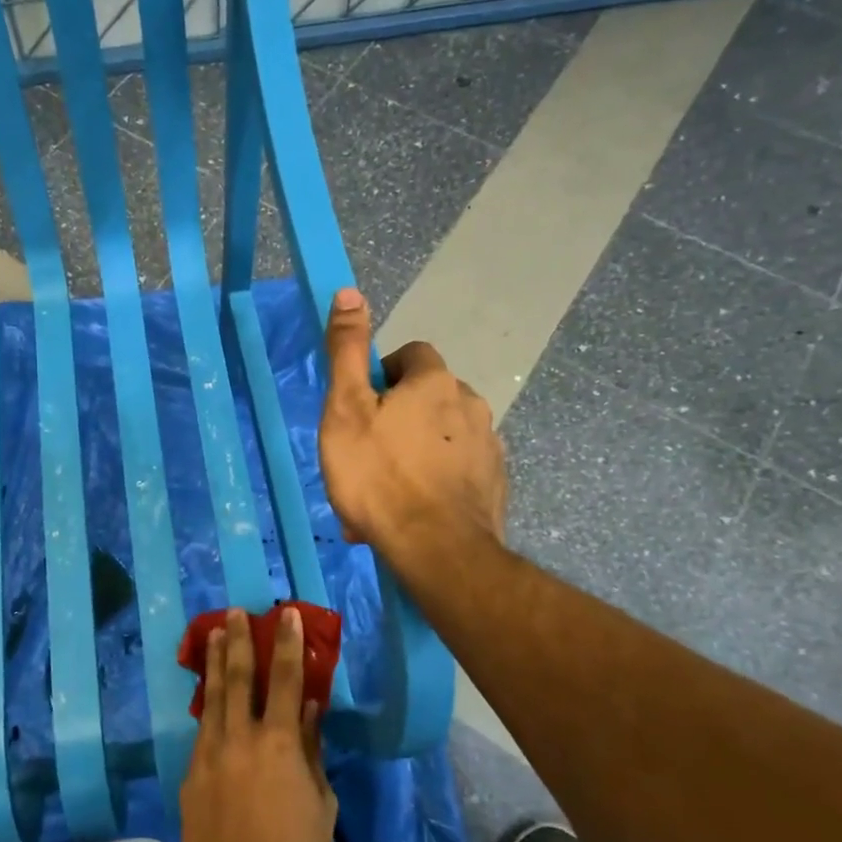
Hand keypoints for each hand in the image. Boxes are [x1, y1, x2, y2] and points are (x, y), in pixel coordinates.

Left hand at [180, 608, 336, 841]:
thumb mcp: (321, 804)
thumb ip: (313, 751)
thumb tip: (311, 711)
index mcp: (281, 743)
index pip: (287, 680)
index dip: (286, 643)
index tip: (284, 613)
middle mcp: (241, 738)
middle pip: (239, 677)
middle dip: (238, 640)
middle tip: (234, 612)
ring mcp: (210, 753)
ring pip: (212, 697)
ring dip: (215, 663)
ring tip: (214, 635)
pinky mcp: (191, 773)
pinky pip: (204, 730)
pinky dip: (209, 707)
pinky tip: (211, 698)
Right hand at [318, 286, 507, 556]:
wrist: (437, 550)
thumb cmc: (380, 475)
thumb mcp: (346, 409)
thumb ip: (347, 350)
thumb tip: (349, 291)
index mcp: (435, 382)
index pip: (413, 355)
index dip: (384, 375)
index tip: (364, 406)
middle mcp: (471, 404)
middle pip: (428, 397)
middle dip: (399, 418)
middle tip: (367, 455)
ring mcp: (488, 446)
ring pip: (442, 437)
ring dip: (416, 452)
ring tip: (385, 492)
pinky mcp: (495, 483)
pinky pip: (457, 470)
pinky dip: (436, 481)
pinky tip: (413, 510)